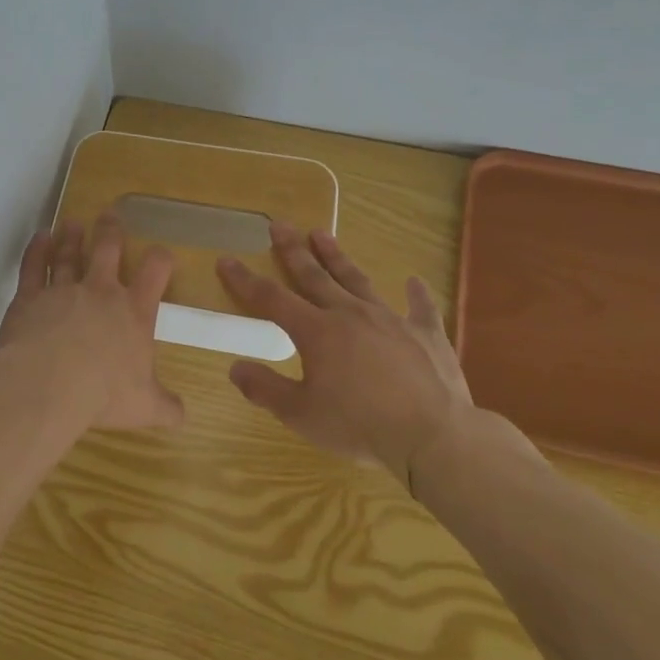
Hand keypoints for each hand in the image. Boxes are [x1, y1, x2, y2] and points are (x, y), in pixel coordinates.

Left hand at [0, 213, 185, 430]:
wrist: (49, 384)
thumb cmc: (103, 394)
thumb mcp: (144, 407)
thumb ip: (166, 407)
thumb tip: (183, 416)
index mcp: (133, 312)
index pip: (155, 272)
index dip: (161, 258)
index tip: (161, 253)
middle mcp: (100, 292)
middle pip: (107, 250)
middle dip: (111, 231)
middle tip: (110, 215)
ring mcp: (63, 290)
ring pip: (68, 253)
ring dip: (71, 237)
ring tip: (73, 223)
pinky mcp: (29, 297)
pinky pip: (33, 266)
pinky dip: (36, 249)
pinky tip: (40, 237)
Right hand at [216, 225, 474, 491]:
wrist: (432, 435)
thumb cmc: (359, 426)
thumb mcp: (301, 414)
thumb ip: (265, 388)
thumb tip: (235, 367)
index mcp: (317, 332)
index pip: (271, 298)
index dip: (245, 280)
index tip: (227, 260)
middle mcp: (350, 314)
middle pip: (315, 276)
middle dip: (293, 250)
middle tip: (279, 225)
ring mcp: (391, 320)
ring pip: (358, 280)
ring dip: (338, 258)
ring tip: (323, 234)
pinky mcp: (426, 335)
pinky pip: (420, 308)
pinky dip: (416, 294)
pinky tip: (414, 281)